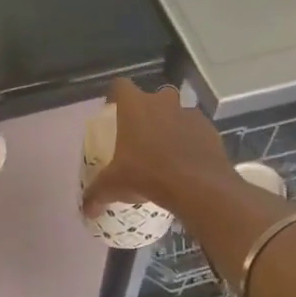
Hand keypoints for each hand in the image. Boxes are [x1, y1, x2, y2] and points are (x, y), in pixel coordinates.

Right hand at [82, 77, 233, 216]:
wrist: (197, 185)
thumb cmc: (147, 175)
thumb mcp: (113, 187)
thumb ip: (96, 194)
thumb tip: (86, 210)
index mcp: (135, 107)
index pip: (121, 86)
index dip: (116, 96)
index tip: (114, 111)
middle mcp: (163, 103)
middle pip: (154, 97)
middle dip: (149, 111)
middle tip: (143, 134)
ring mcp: (189, 114)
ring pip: (178, 113)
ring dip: (172, 125)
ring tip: (167, 151)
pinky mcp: (210, 130)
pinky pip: (197, 130)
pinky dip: (192, 141)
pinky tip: (187, 162)